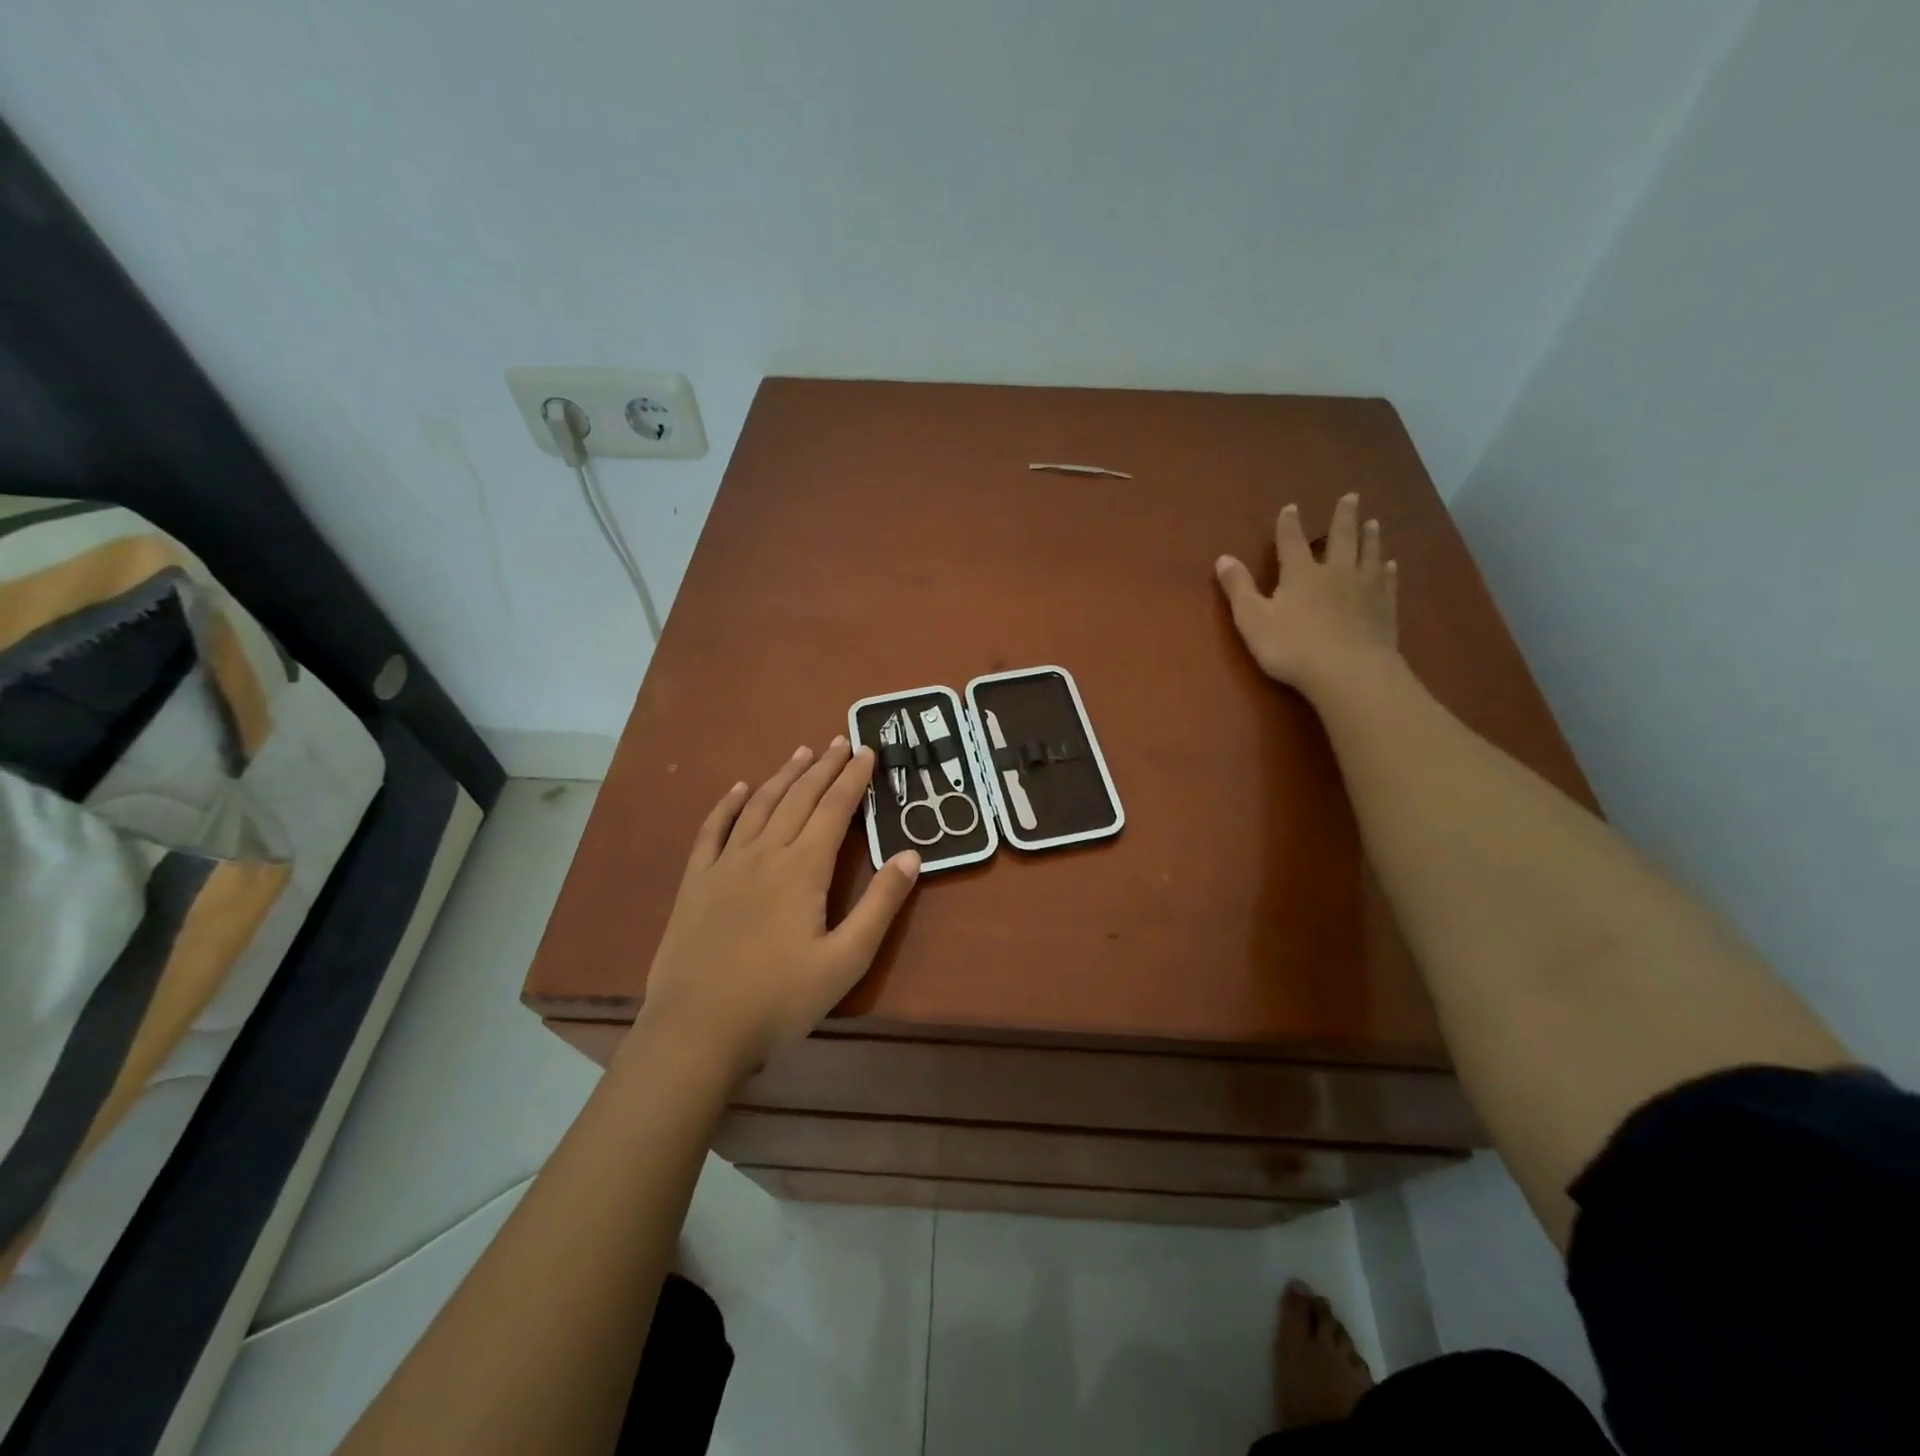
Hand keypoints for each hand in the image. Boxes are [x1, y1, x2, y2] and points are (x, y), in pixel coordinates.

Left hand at [633, 738, 920, 1079]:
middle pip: (798, 798)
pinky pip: (712, 830)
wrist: (697, 1029)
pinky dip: (727, 805)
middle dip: (823, 767)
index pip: (834, 809)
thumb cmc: (779, 999)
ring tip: (801, 753)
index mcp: (803, 868)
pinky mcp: (696, 882)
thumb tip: (910, 855)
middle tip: (841, 741)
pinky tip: (738, 788)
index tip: (867, 751)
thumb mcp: (846, 960)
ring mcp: (725, 865)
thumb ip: (880, 905)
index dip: (853, 778)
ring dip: (782, 776)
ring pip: (759, 805)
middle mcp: (764, 853)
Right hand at [1215, 493, 1397, 697]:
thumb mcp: (1253, 619)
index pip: (1292, 541)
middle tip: (1351, 497)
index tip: (1291, 507)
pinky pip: (1386, 582)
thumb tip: (1223, 558)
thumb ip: (1239, 588)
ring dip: (1370, 537)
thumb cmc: (1292, 647)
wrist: (1349, 673)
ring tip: (1373, 522)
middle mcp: (1335, 572)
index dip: (1289, 524)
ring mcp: (1365, 589)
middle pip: (1340, 538)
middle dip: (1343, 517)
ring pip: (1369, 554)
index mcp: (1300, 574)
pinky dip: (1387, 571)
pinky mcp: (1384, 609)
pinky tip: (1391, 565)